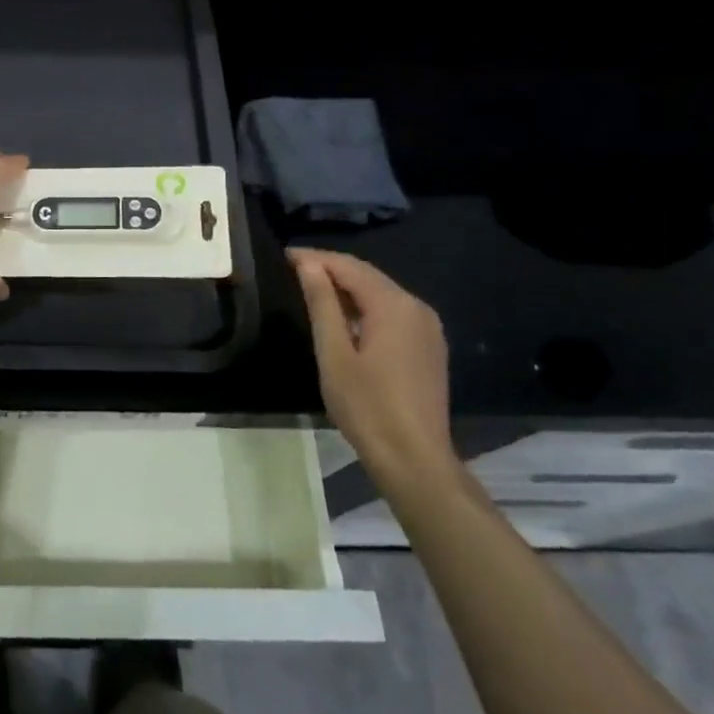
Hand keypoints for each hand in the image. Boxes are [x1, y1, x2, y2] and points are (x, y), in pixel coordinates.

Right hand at [288, 248, 453, 477]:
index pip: (350, 266)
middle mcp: (416, 307)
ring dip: (348, 287)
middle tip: (293, 268)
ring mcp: (427, 327)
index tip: (284, 255)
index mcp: (393, 305)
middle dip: (331, 268)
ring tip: (312, 288)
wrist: (414, 457)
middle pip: (368, 276)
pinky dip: (365, 306)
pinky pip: (392, 312)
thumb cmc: (366, 406)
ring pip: (381, 293)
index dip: (316, 258)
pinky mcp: (428, 346)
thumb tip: (308, 265)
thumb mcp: (334, 353)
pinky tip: (343, 317)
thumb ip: (322, 304)